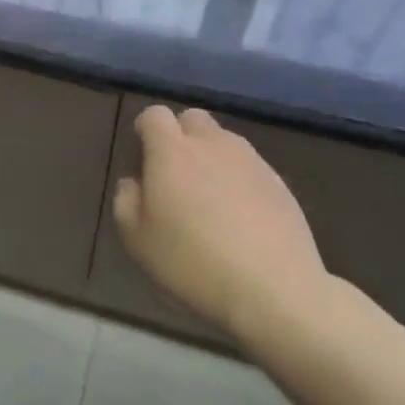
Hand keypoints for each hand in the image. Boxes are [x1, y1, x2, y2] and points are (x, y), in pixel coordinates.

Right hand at [112, 106, 328, 339]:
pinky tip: (237, 217)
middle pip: (192, 119)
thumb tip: (134, 182)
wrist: (273, 289)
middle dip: (179, 136)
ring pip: (223, 141)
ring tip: (207, 199)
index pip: (154, 115)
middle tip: (173, 176)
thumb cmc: (192, 262)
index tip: (141, 161)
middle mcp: (212, 144)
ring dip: (209, 157)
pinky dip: (236, 179)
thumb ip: (126, 200)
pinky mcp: (279, 182)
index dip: (144, 131)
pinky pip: (248, 166)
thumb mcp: (137, 239)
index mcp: (171, 152)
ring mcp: (251, 161)